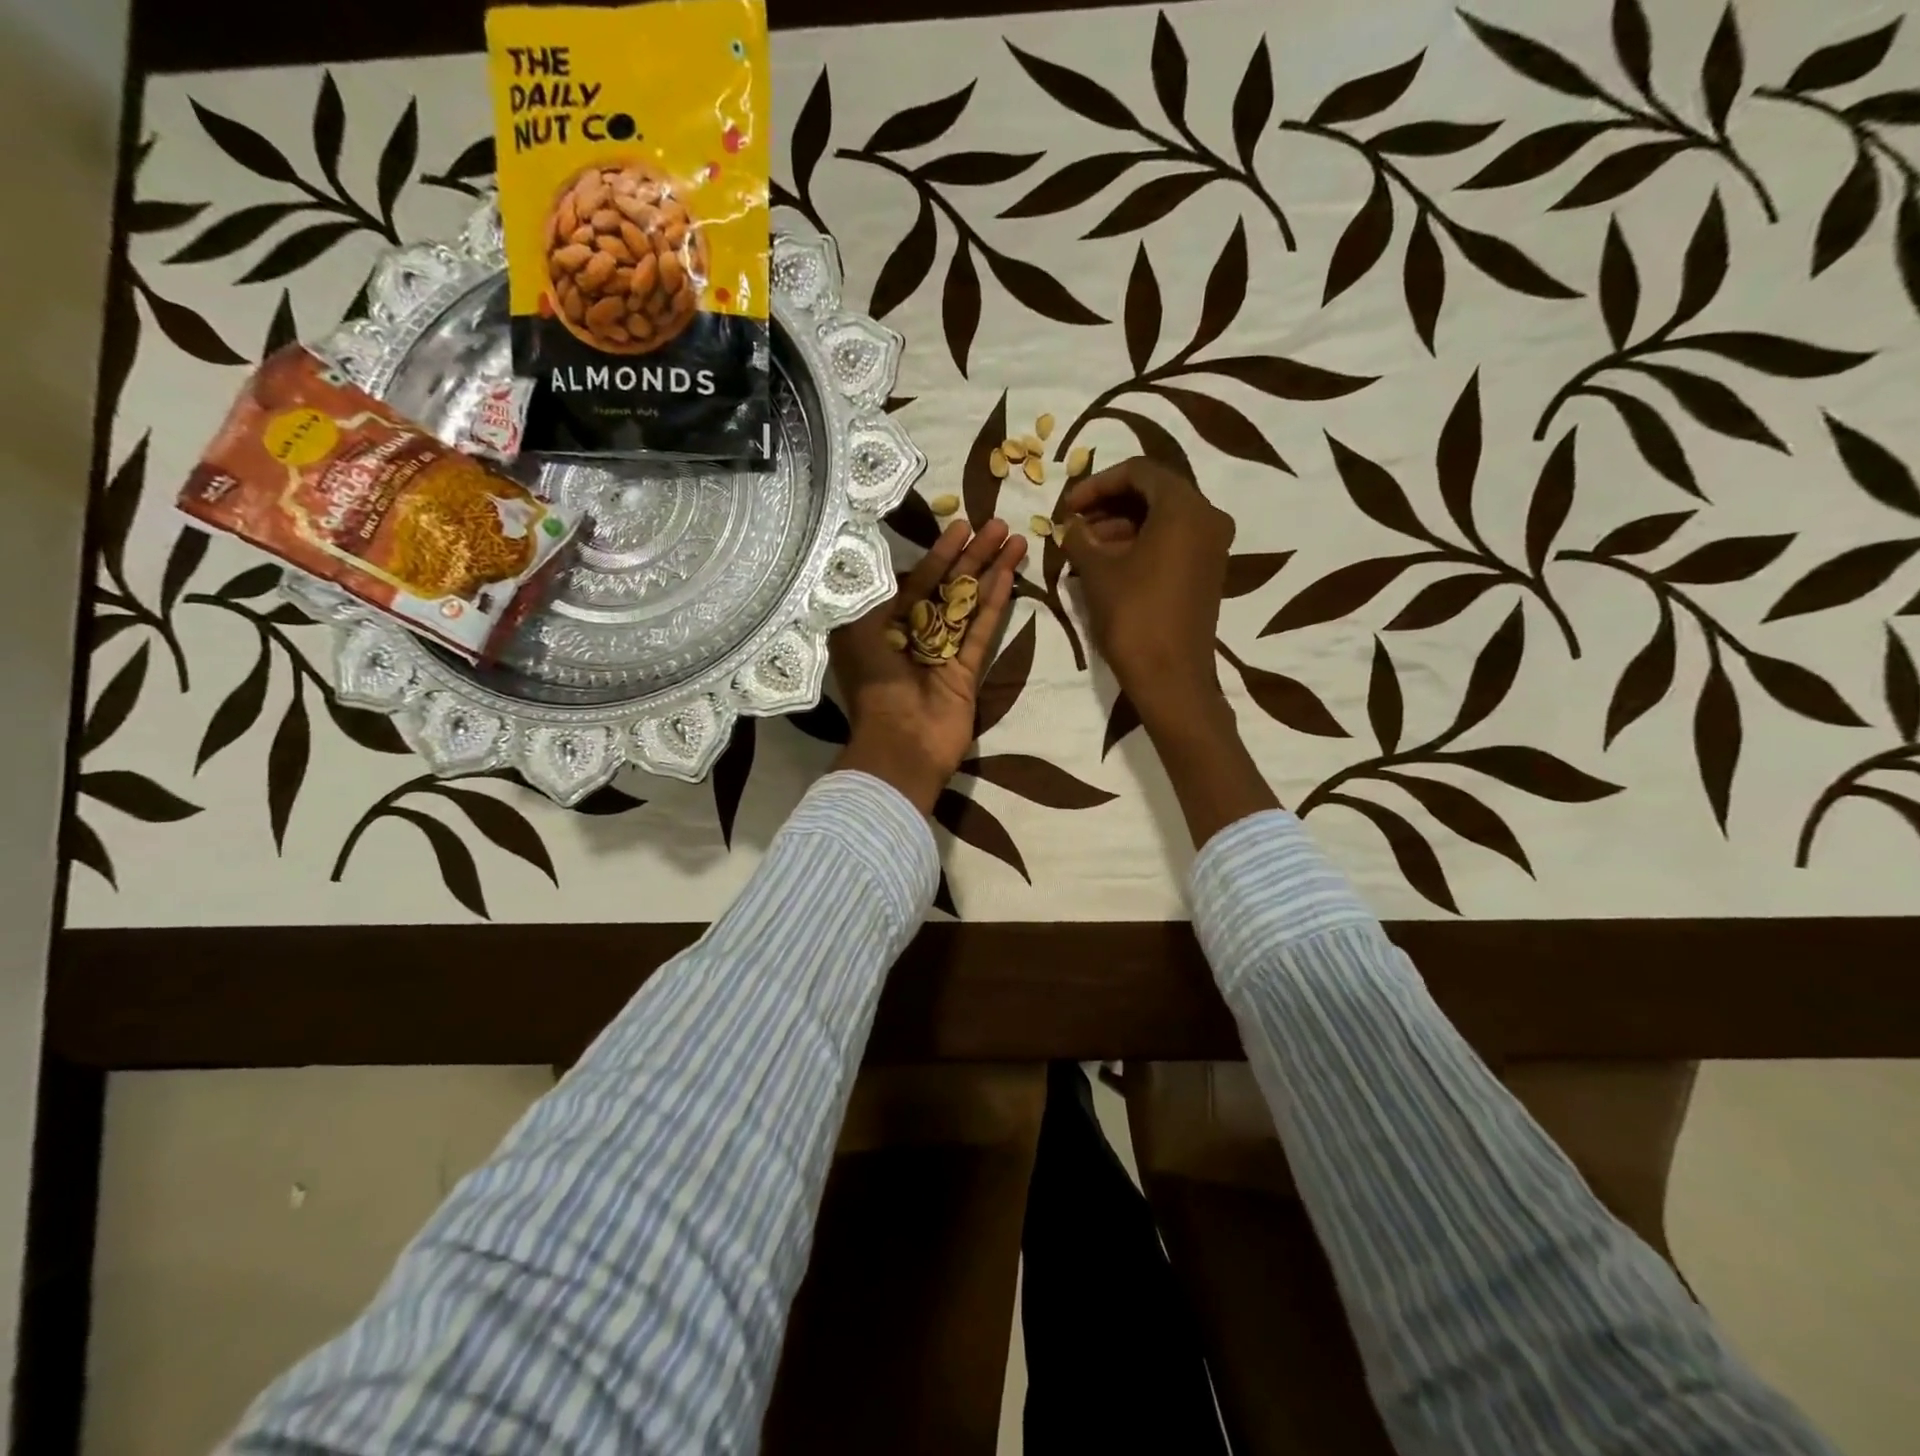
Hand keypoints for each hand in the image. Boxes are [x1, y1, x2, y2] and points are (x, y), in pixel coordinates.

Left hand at [829, 518, 1026, 814]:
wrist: (900, 745)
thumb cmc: (874, 684)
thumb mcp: (857, 631)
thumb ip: (874, 593)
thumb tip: (888, 558)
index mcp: (881, 625)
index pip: (914, 580)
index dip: (938, 553)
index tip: (961, 526)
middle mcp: (912, 635)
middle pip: (946, 587)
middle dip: (971, 556)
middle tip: (997, 524)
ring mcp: (941, 654)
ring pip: (969, 605)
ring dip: (990, 572)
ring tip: (1014, 539)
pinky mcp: (966, 672)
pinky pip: (982, 631)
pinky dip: (995, 604)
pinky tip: (1010, 575)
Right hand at [1059, 457, 1235, 733]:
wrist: (1171, 677)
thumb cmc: (1133, 617)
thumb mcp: (1098, 573)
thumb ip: (1080, 538)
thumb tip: (1070, 525)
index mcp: (1184, 507)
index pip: (1138, 472)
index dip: (1096, 484)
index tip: (1068, 506)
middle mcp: (1207, 517)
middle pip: (1153, 492)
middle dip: (1109, 504)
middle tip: (1074, 524)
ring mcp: (1212, 545)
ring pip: (1162, 518)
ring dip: (1121, 526)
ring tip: (1083, 548)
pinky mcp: (1208, 570)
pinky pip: (1172, 541)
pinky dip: (1140, 544)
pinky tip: (1107, 564)